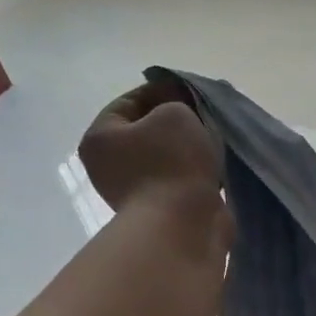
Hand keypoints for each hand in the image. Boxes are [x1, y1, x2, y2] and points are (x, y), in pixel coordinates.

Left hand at [79, 82, 230, 250]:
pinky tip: (214, 167)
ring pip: (163, 156)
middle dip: (176, 121)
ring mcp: (131, 189)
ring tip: (214, 141)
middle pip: (145, 129)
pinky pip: (176, 179)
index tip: (192, 90)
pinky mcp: (157, 208)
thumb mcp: (176, 115)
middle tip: (206, 115)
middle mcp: (107, 163)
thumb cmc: (173, 163)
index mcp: (100, 136)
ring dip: (187, 148)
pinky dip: (193, 171)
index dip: (162, 90)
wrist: (183, 224)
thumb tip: (180, 113)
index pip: (129, 101)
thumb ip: (177, 104)